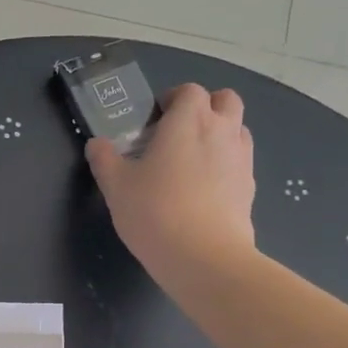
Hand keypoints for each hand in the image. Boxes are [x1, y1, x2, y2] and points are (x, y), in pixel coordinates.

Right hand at [86, 83, 256, 276]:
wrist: (203, 256)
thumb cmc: (154, 212)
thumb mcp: (116, 186)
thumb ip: (105, 160)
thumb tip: (96, 144)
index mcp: (188, 121)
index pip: (189, 91)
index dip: (172, 99)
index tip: (155, 119)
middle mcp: (222, 131)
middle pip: (225, 100)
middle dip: (205, 107)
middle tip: (179, 132)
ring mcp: (241, 158)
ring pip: (238, 129)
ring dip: (219, 133)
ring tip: (192, 160)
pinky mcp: (250, 186)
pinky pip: (240, 161)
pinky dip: (225, 164)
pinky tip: (204, 189)